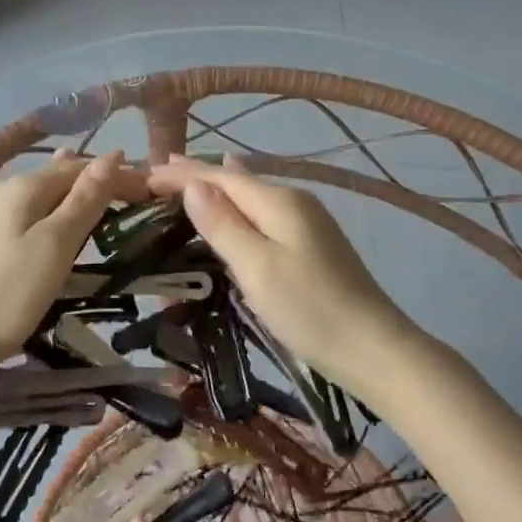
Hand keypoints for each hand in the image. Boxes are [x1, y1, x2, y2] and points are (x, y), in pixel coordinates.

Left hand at [0, 151, 144, 366]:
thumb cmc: (8, 292)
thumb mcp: (56, 244)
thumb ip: (85, 200)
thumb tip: (113, 155)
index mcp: (23, 186)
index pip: (80, 167)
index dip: (115, 174)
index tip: (147, 191)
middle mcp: (2, 190)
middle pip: (58, 176)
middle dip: (94, 181)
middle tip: (130, 197)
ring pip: (40, 194)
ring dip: (72, 194)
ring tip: (98, 196)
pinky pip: (25, 212)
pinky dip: (50, 210)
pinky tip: (53, 218)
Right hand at [148, 155, 415, 388]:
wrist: (376, 350)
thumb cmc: (310, 309)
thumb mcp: (257, 267)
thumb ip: (223, 224)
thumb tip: (193, 184)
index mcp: (278, 201)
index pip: (220, 177)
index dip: (183, 174)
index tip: (146, 174)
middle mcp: (293, 201)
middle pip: (236, 181)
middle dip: (197, 175)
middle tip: (158, 172)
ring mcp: (306, 222)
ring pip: (250, 197)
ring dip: (216, 189)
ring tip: (187, 180)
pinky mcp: (311, 244)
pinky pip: (262, 213)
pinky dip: (237, 206)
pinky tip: (236, 204)